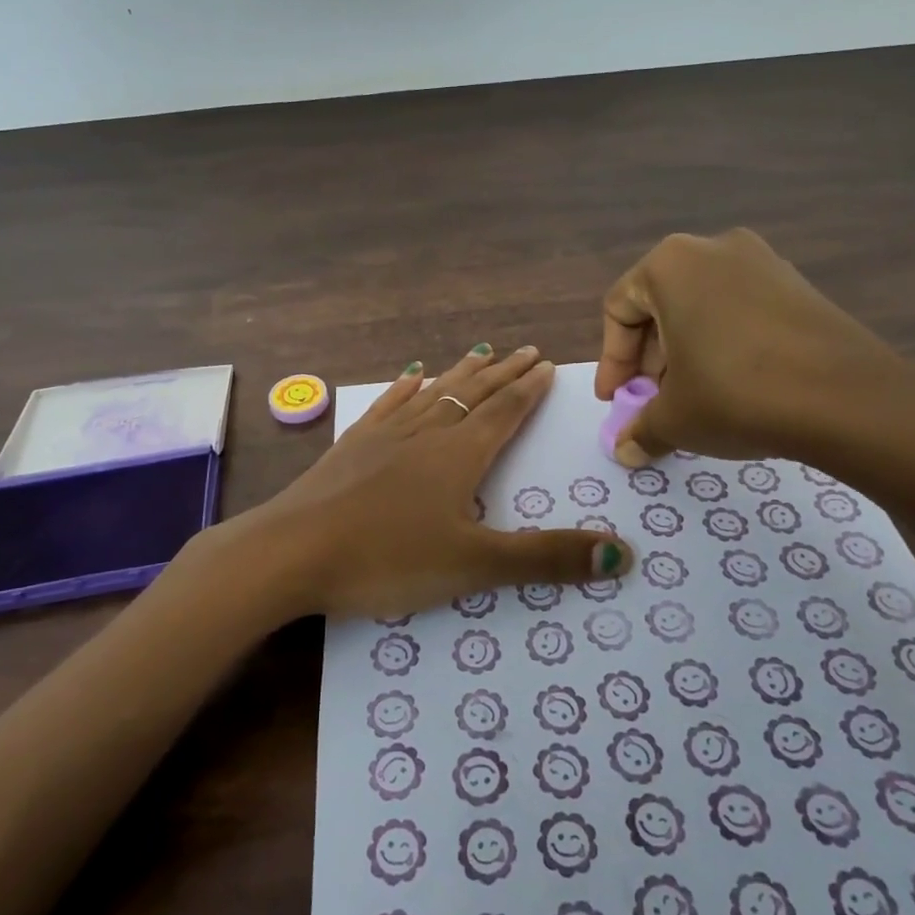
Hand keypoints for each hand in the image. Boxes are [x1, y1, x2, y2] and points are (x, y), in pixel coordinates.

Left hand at [220, 345, 633, 623]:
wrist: (290, 552)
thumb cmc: (387, 559)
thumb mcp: (474, 565)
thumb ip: (546, 559)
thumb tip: (623, 554)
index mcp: (459, 456)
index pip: (504, 412)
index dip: (528, 390)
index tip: (546, 364)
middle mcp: (425, 434)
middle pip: (472, 395)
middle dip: (502, 373)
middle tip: (525, 350)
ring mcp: (383, 436)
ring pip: (432, 393)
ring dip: (460, 374)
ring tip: (479, 351)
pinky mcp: (350, 447)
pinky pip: (386, 406)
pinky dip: (403, 389)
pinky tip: (409, 376)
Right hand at [594, 228, 914, 472]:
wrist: (848, 399)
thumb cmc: (736, 394)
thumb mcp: (674, 418)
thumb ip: (640, 430)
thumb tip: (626, 450)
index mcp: (671, 264)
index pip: (620, 310)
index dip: (612, 362)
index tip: (616, 401)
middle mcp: (713, 248)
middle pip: (661, 305)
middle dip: (650, 359)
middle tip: (654, 401)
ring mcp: (763, 261)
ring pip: (702, 308)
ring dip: (686, 353)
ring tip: (694, 398)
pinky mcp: (799, 284)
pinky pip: (741, 311)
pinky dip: (725, 344)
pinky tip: (736, 386)